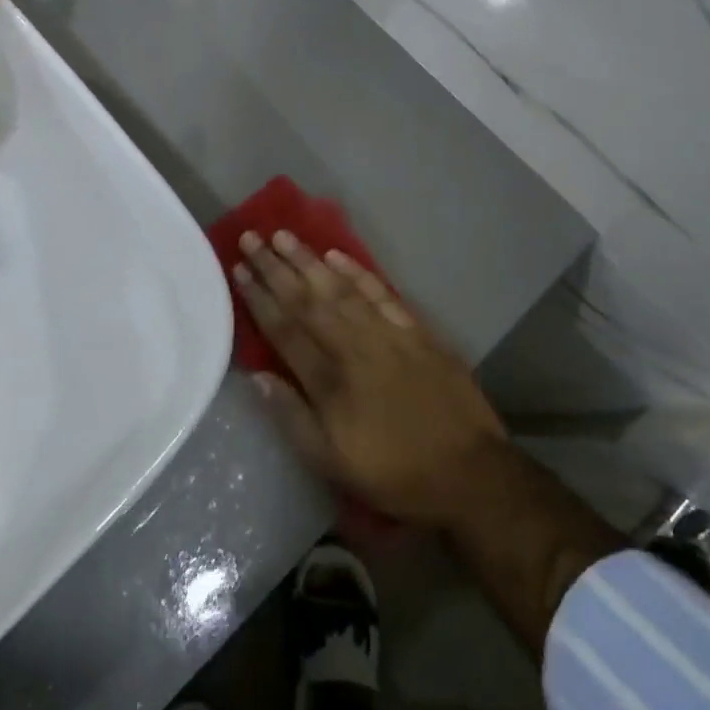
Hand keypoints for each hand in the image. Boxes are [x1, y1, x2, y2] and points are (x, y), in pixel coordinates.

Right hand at [235, 231, 508, 527]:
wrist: (469, 471)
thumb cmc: (394, 473)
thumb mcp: (332, 463)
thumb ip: (292, 417)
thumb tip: (258, 377)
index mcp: (330, 380)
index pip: (285, 329)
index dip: (260, 298)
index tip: (239, 269)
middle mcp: (354, 346)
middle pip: (308, 300)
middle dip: (276, 267)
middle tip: (252, 237)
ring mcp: (388, 334)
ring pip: (340, 288)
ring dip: (310, 260)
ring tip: (284, 236)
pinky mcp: (416, 330)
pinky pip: (380, 292)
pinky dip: (357, 272)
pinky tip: (337, 255)